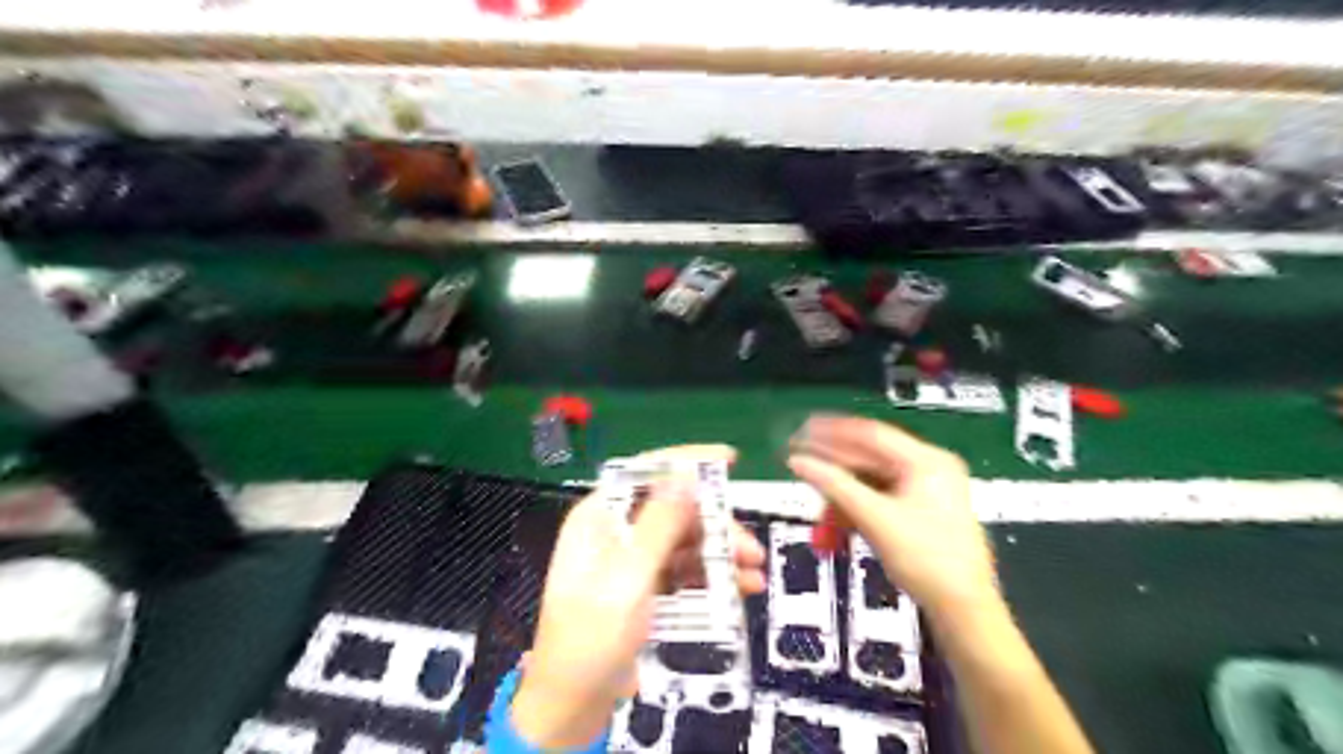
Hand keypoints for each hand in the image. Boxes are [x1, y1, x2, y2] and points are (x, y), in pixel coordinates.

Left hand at [514, 445, 766, 750]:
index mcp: (599, 517)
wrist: (572, 706)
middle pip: (673, 509)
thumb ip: (658, 524)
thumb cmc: (592, 637)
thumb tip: (685, 474)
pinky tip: (742, 588)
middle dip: (715, 525)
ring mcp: (632, 560)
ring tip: (754, 574)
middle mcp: (616, 530)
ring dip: (720, 553)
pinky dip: (711, 576)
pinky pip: (684, 570)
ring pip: (684, 540)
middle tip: (750, 548)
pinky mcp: (646, 587)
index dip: (687, 461)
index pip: (645, 472)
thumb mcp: (629, 578)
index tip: (729, 458)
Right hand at [789, 414, 995, 621]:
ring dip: (842, 503)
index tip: (801, 431)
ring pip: (870, 485)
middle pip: (869, 461)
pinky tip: (836, 532)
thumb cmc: (927, 561)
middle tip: (802, 473)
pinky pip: (878, 502)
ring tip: (821, 524)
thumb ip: (834, 486)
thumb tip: (799, 462)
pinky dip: (856, 514)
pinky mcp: (920, 514)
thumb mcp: (875, 519)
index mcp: (927, 462)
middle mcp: (929, 469)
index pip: (871, 435)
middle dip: (834, 477)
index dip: (832, 433)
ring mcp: (926, 492)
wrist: (964, 611)